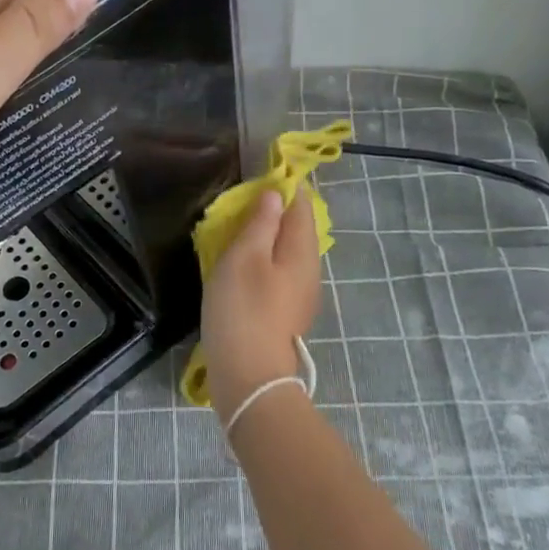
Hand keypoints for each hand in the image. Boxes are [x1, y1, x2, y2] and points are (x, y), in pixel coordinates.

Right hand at [200, 189, 322, 419]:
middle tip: (245, 200)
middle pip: (297, 229)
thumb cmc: (243, 309)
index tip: (263, 172)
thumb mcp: (245, 257)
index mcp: (302, 251)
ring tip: (239, 228)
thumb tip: (275, 194)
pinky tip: (243, 265)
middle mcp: (309, 270)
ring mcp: (300, 295)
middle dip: (276, 210)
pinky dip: (263, 259)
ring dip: (267, 236)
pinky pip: (278, 273)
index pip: (302, 206)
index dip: (286, 186)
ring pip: (287, 252)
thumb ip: (261, 223)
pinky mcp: (286, 313)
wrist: (249, 377)